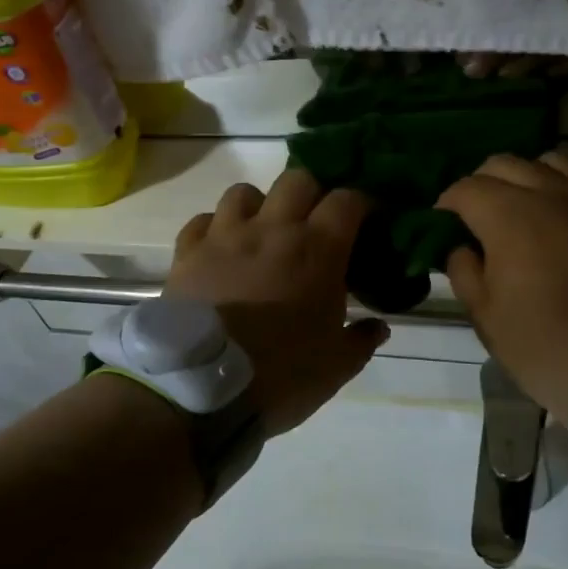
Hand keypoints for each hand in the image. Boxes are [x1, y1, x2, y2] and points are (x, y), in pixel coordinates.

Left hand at [166, 169, 389, 434]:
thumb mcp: (335, 366)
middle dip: (312, 193)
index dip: (361, 204)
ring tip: (262, 231)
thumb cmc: (280, 375)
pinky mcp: (188, 251)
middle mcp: (273, 228)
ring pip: (244, 191)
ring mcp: (226, 235)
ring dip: (259, 205)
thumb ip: (361, 340)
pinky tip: (219, 250)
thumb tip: (379, 327)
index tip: (365, 220)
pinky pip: (202, 220)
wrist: (199, 389)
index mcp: (318, 249)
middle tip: (314, 222)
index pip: (348, 200)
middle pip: (298, 179)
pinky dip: (214, 228)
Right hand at [438, 152, 567, 422]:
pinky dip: (564, 183)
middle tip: (478, 216)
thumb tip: (461, 247)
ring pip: (546, 161)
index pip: (465, 188)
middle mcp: (547, 191)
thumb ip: (464, 271)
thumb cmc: (545, 342)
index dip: (447, 205)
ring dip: (525, 177)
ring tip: (524, 207)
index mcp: (507, 215)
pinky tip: (562, 209)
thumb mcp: (486, 317)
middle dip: (482, 184)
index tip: (443, 225)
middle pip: (503, 164)